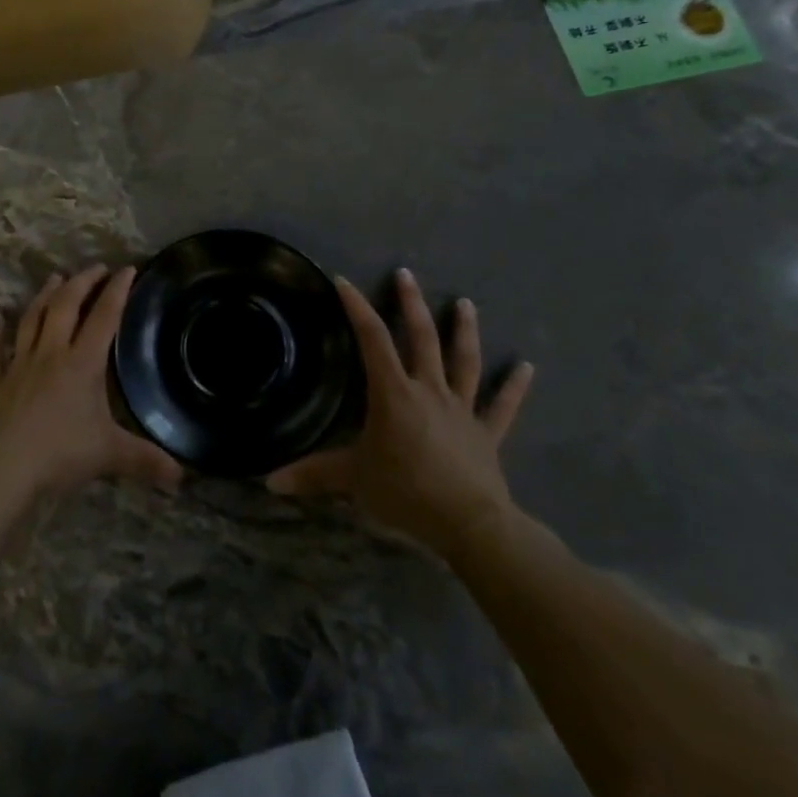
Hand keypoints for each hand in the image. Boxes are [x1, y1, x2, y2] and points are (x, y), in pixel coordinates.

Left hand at [0, 265, 184, 503]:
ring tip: (55, 278)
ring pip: (31, 320)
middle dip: (82, 283)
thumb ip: (146, 460)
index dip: (117, 291)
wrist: (2, 470)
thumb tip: (181, 476)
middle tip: (95, 268)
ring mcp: (17, 366)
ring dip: (44, 296)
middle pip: (65, 307)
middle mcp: (50, 354)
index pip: (104, 317)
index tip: (127, 269)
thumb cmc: (60, 454)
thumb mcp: (110, 455)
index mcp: (81, 364)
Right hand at [266, 270, 533, 553]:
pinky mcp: (487, 433)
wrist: (469, 522)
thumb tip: (270, 482)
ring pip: (463, 361)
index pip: (372, 340)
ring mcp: (461, 409)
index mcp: (394, 393)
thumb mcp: (353, 480)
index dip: (357, 308)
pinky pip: (503, 406)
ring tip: (465, 304)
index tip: (344, 282)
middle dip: (412, 304)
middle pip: (422, 338)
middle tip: (406, 274)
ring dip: (464, 331)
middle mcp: (429, 390)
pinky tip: (527, 367)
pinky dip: (514, 386)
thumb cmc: (406, 491)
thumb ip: (314, 475)